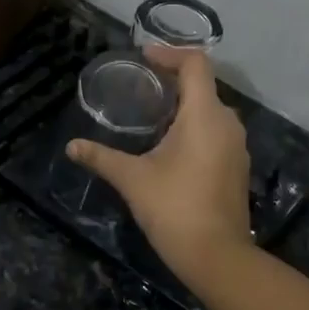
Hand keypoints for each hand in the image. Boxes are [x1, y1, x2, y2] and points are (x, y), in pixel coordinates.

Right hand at [67, 47, 253, 283]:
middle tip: (141, 85)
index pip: (195, 64)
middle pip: (203, 85)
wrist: (216, 256)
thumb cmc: (174, 208)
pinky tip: (170, 144)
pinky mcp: (237, 166)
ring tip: (151, 113)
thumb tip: (71, 146)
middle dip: (173, 80)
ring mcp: (236, 147)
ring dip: (184, 105)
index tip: (143, 57)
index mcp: (205, 115)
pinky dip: (194, 126)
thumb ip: (101, 158)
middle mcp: (227, 123)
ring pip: (211, 110)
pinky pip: (216, 132)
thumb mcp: (132, 179)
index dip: (169, 53)